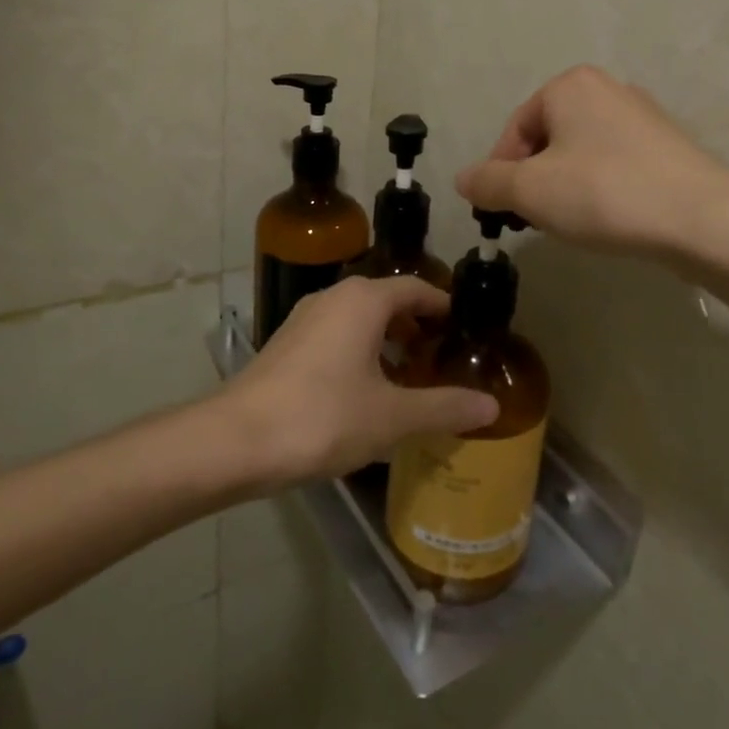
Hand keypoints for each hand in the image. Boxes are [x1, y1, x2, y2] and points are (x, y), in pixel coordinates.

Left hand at [219, 277, 498, 485]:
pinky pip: (336, 335)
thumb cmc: (323, 417)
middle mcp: (334, 297)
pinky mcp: (286, 344)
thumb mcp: (392, 417)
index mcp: (364, 301)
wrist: (236, 440)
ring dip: (387, 339)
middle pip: (387, 300)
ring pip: (359, 318)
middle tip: (441, 357)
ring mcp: (305, 319)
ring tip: (408, 377)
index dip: (443, 305)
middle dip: (416, 325)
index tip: (464, 328)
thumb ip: (444, 407)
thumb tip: (492, 407)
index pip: (416, 288)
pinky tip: (365, 391)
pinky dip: (359, 351)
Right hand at [455, 65, 728, 258]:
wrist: (702, 218)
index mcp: (569, 86)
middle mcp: (606, 88)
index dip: (502, 173)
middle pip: (548, 139)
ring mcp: (642, 115)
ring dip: (566, 186)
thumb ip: (488, 182)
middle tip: (537, 218)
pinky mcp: (668, 145)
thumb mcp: (530, 191)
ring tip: (574, 222)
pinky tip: (610, 217)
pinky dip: (601, 188)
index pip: (515, 130)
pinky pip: (615, 164)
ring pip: (581, 153)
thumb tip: (463, 179)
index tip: (504, 211)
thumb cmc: (604, 193)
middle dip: (535, 180)